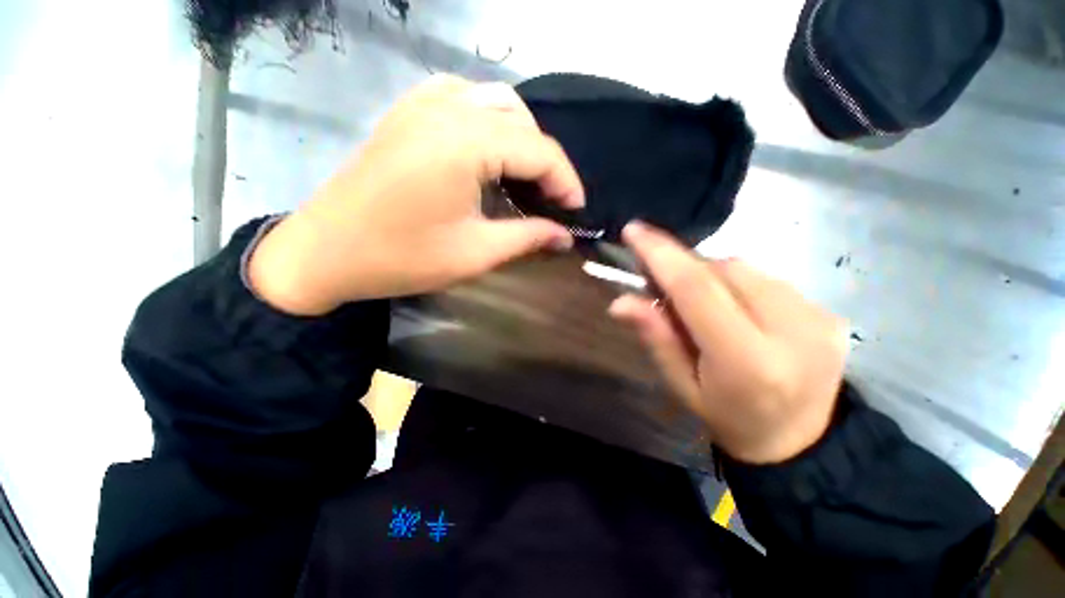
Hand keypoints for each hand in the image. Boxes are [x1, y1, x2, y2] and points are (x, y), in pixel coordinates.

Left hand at [249, 75, 583, 314]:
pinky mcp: (407, 112)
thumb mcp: (475, 253)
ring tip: (525, 176)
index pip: (539, 150)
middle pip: (521, 120)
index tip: (576, 212)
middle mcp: (447, 108)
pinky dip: (488, 120)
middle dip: (545, 161)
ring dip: (521, 137)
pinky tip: (488, 149)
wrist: (326, 251)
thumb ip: (527, 237)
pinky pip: (463, 98)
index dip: (566, 182)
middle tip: (551, 200)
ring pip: (495, 101)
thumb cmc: (402, 257)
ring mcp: (422, 103)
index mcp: (464, 142)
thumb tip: (565, 236)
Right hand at [609, 222, 848, 463]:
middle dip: (685, 269)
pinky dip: (739, 285)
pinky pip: (768, 279)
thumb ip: (655, 337)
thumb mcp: (681, 385)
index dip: (663, 255)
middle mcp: (792, 332)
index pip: (698, 290)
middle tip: (664, 287)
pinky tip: (738, 311)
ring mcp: (819, 318)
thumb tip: (621, 301)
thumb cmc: (728, 418)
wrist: (802, 442)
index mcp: (748, 362)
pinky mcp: (831, 312)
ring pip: (746, 268)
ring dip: (712, 277)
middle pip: (723, 270)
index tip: (634, 231)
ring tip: (704, 306)